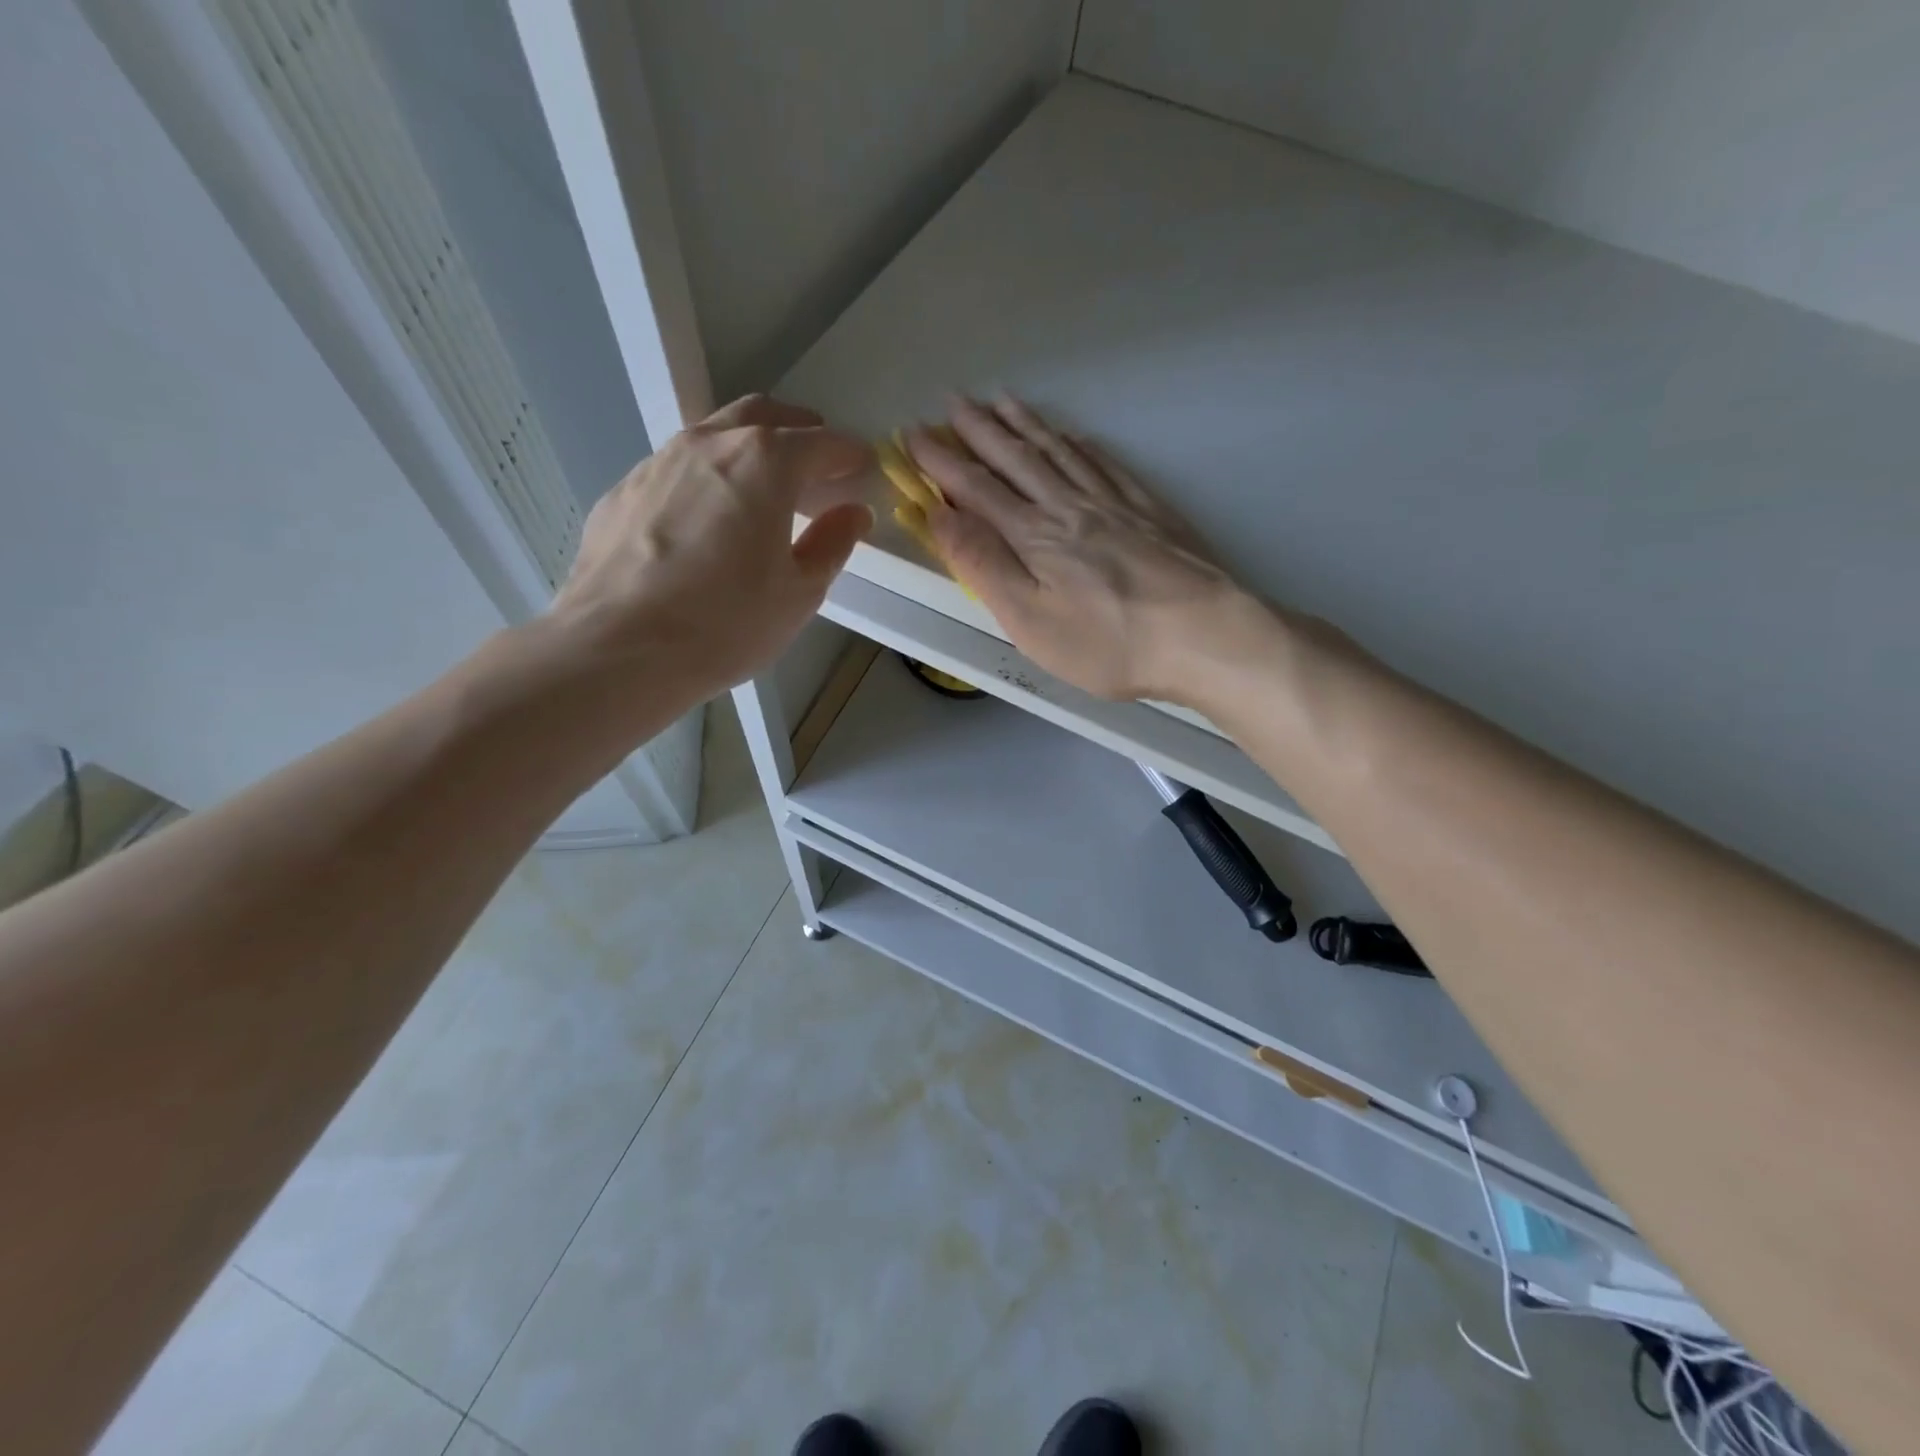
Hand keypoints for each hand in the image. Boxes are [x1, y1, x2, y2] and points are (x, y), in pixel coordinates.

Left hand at [547, 395, 872, 714]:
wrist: (619, 648)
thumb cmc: (726, 623)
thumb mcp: (799, 593)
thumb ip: (832, 544)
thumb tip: (853, 514)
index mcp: (763, 463)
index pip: (819, 442)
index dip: (847, 453)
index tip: (863, 465)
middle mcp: (708, 444)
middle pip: (761, 415)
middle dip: (797, 429)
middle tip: (816, 458)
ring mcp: (657, 462)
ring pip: (713, 435)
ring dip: (747, 448)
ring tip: (763, 485)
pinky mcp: (622, 491)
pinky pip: (676, 468)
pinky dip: (705, 476)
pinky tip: (707, 516)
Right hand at [907, 395, 1243, 702]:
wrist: (1202, 633)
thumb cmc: (1106, 642)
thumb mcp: (1028, 618)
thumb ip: (982, 563)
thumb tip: (939, 514)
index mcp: (1032, 535)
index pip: (976, 488)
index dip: (941, 461)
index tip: (913, 435)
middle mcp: (1068, 506)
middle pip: (1016, 459)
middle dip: (979, 430)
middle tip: (953, 401)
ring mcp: (1112, 503)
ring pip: (1059, 452)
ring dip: (1025, 425)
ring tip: (1002, 401)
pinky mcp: (1147, 510)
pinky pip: (1104, 463)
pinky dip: (1079, 444)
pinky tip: (1073, 435)